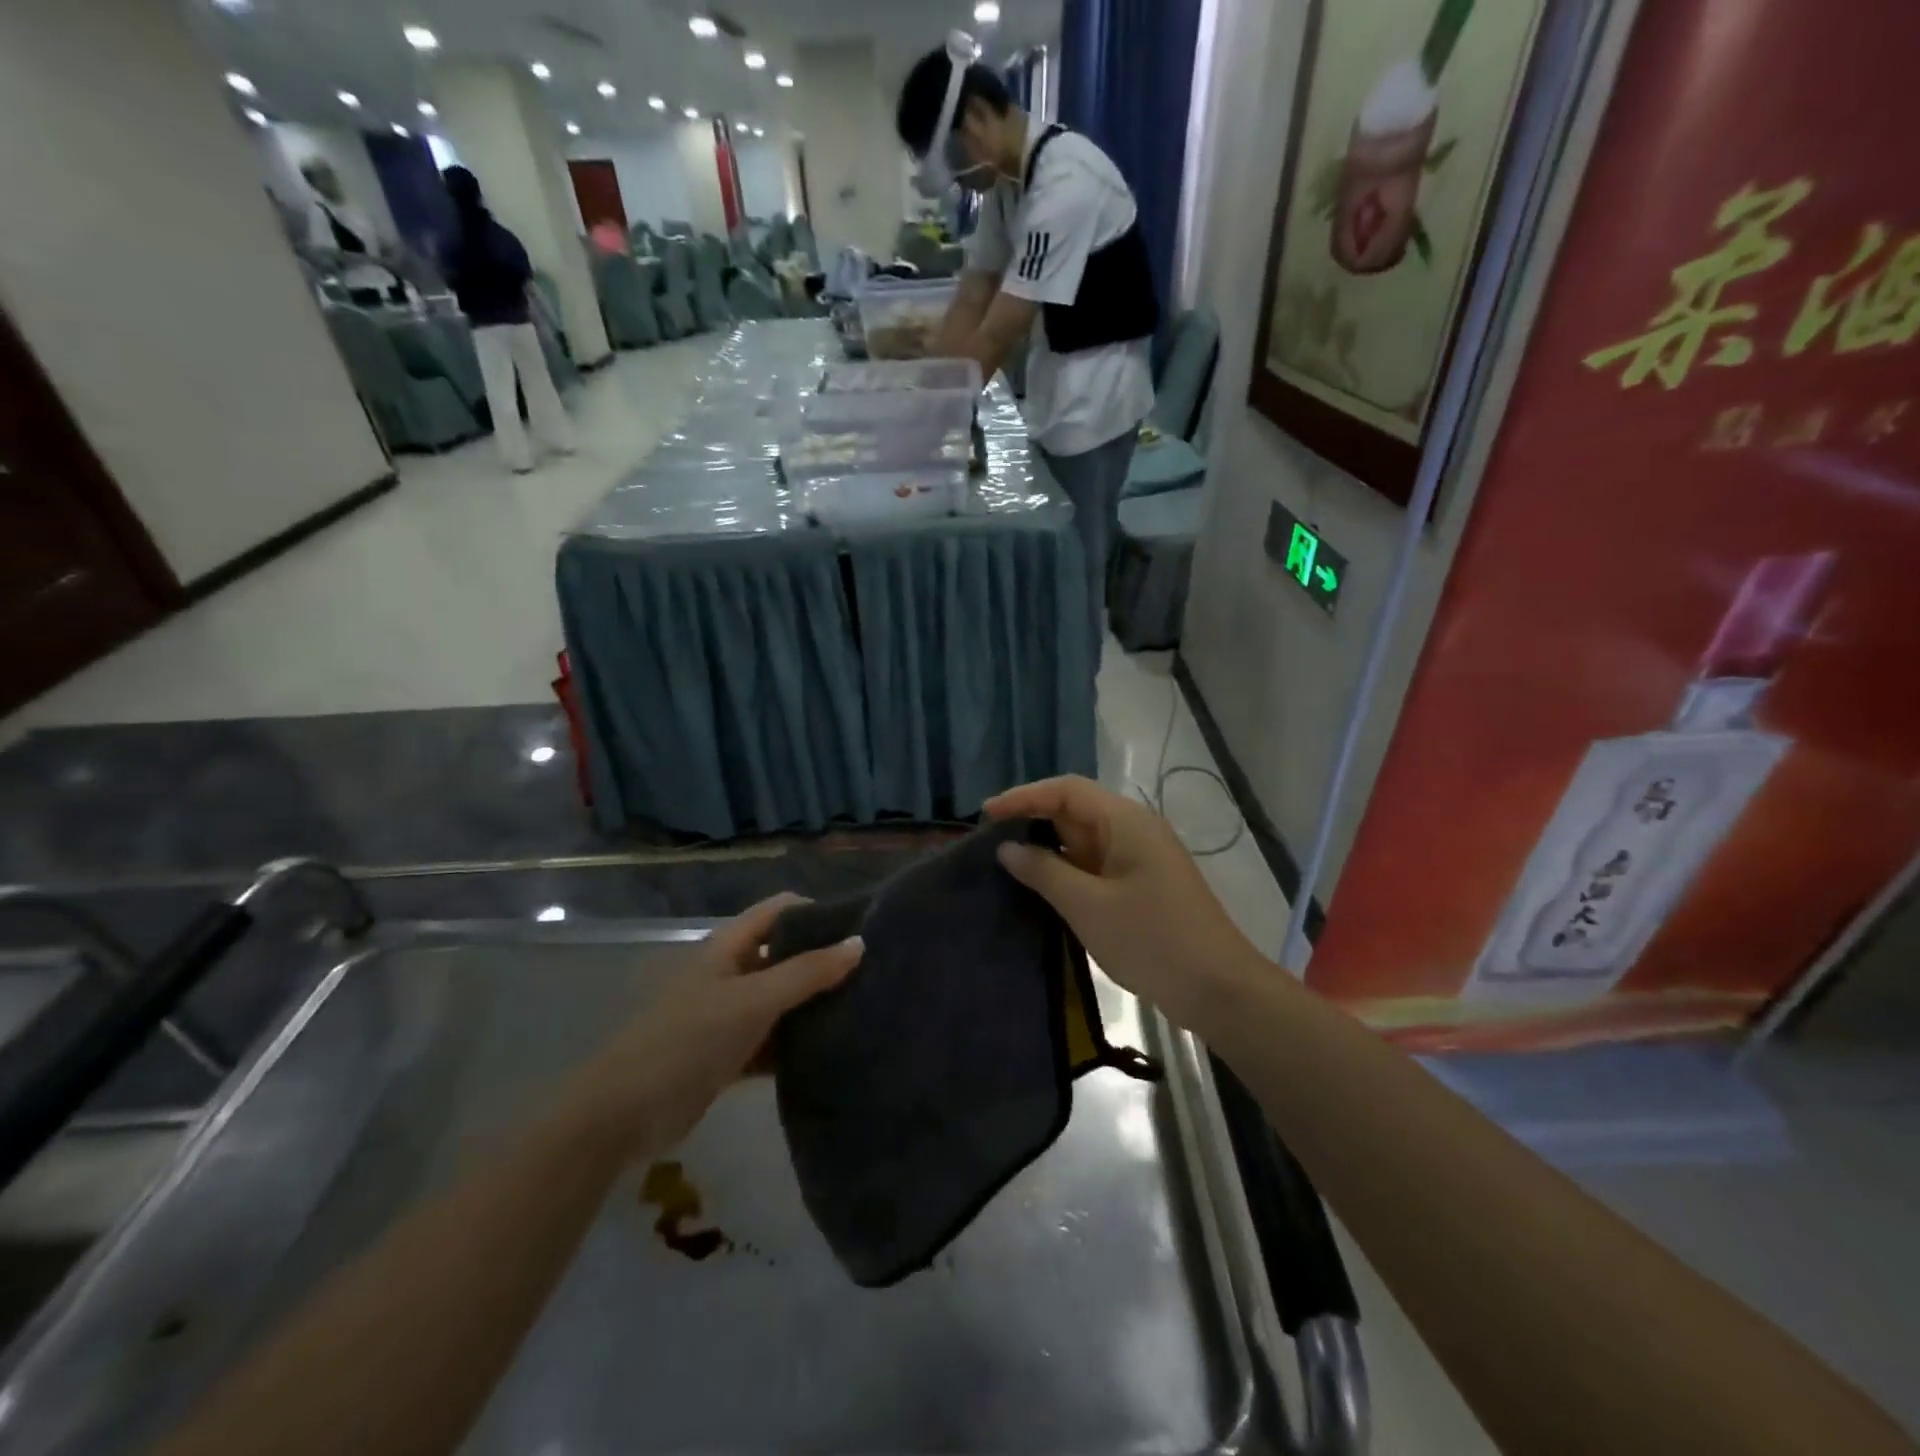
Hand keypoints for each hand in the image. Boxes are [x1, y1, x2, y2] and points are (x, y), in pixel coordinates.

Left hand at [565, 895, 862, 1157]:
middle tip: (872, 973)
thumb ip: (807, 972)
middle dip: (823, 960)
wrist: (625, 1114)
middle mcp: (731, 972)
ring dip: (813, 1004)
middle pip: (784, 954)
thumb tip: (860, 943)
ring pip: (781, 999)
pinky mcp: (729, 1053)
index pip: (780, 910)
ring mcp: (729, 1014)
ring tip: (863, 1010)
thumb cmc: (690, 1040)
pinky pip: (773, 1039)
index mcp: (729, 946)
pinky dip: (797, 1042)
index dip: (817, 912)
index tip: (861, 928)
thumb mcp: (754, 1001)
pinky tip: (832, 1050)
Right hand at [987, 776, 1259, 1037]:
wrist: (1218, 989)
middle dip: (1033, 821)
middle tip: (990, 840)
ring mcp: (1140, 858)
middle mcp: (1134, 830)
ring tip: (1005, 862)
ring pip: (1084, 840)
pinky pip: (1095, 865)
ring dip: (1048, 848)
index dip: (1024, 797)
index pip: (1066, 790)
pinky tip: (1041, 887)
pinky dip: (1066, 870)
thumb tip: (1008, 849)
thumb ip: (1044, 871)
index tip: (986, 815)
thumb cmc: (1151, 940)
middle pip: (1075, 810)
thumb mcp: (1088, 906)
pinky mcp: (1141, 885)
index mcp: (1126, 821)